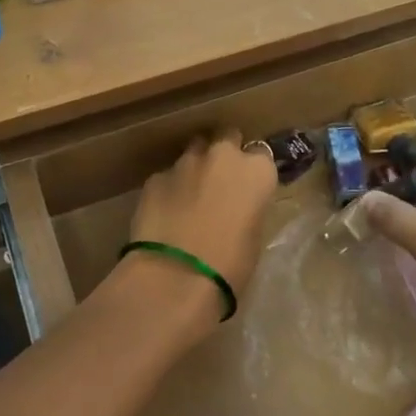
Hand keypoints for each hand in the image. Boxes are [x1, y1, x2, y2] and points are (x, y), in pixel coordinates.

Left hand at [127, 132, 277, 311]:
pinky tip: (166, 214)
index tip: (249, 187)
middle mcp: (223, 156)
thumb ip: (249, 207)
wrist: (175, 278)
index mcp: (256, 171)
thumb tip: (238, 205)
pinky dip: (170, 189)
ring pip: (195, 151)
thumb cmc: (230, 266)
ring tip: (191, 197)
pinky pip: (168, 176)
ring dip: (196, 167)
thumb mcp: (255, 236)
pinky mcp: (155, 177)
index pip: (261, 155)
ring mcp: (185, 162)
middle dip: (225, 153)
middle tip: (221, 182)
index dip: (253, 170)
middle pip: (227, 138)